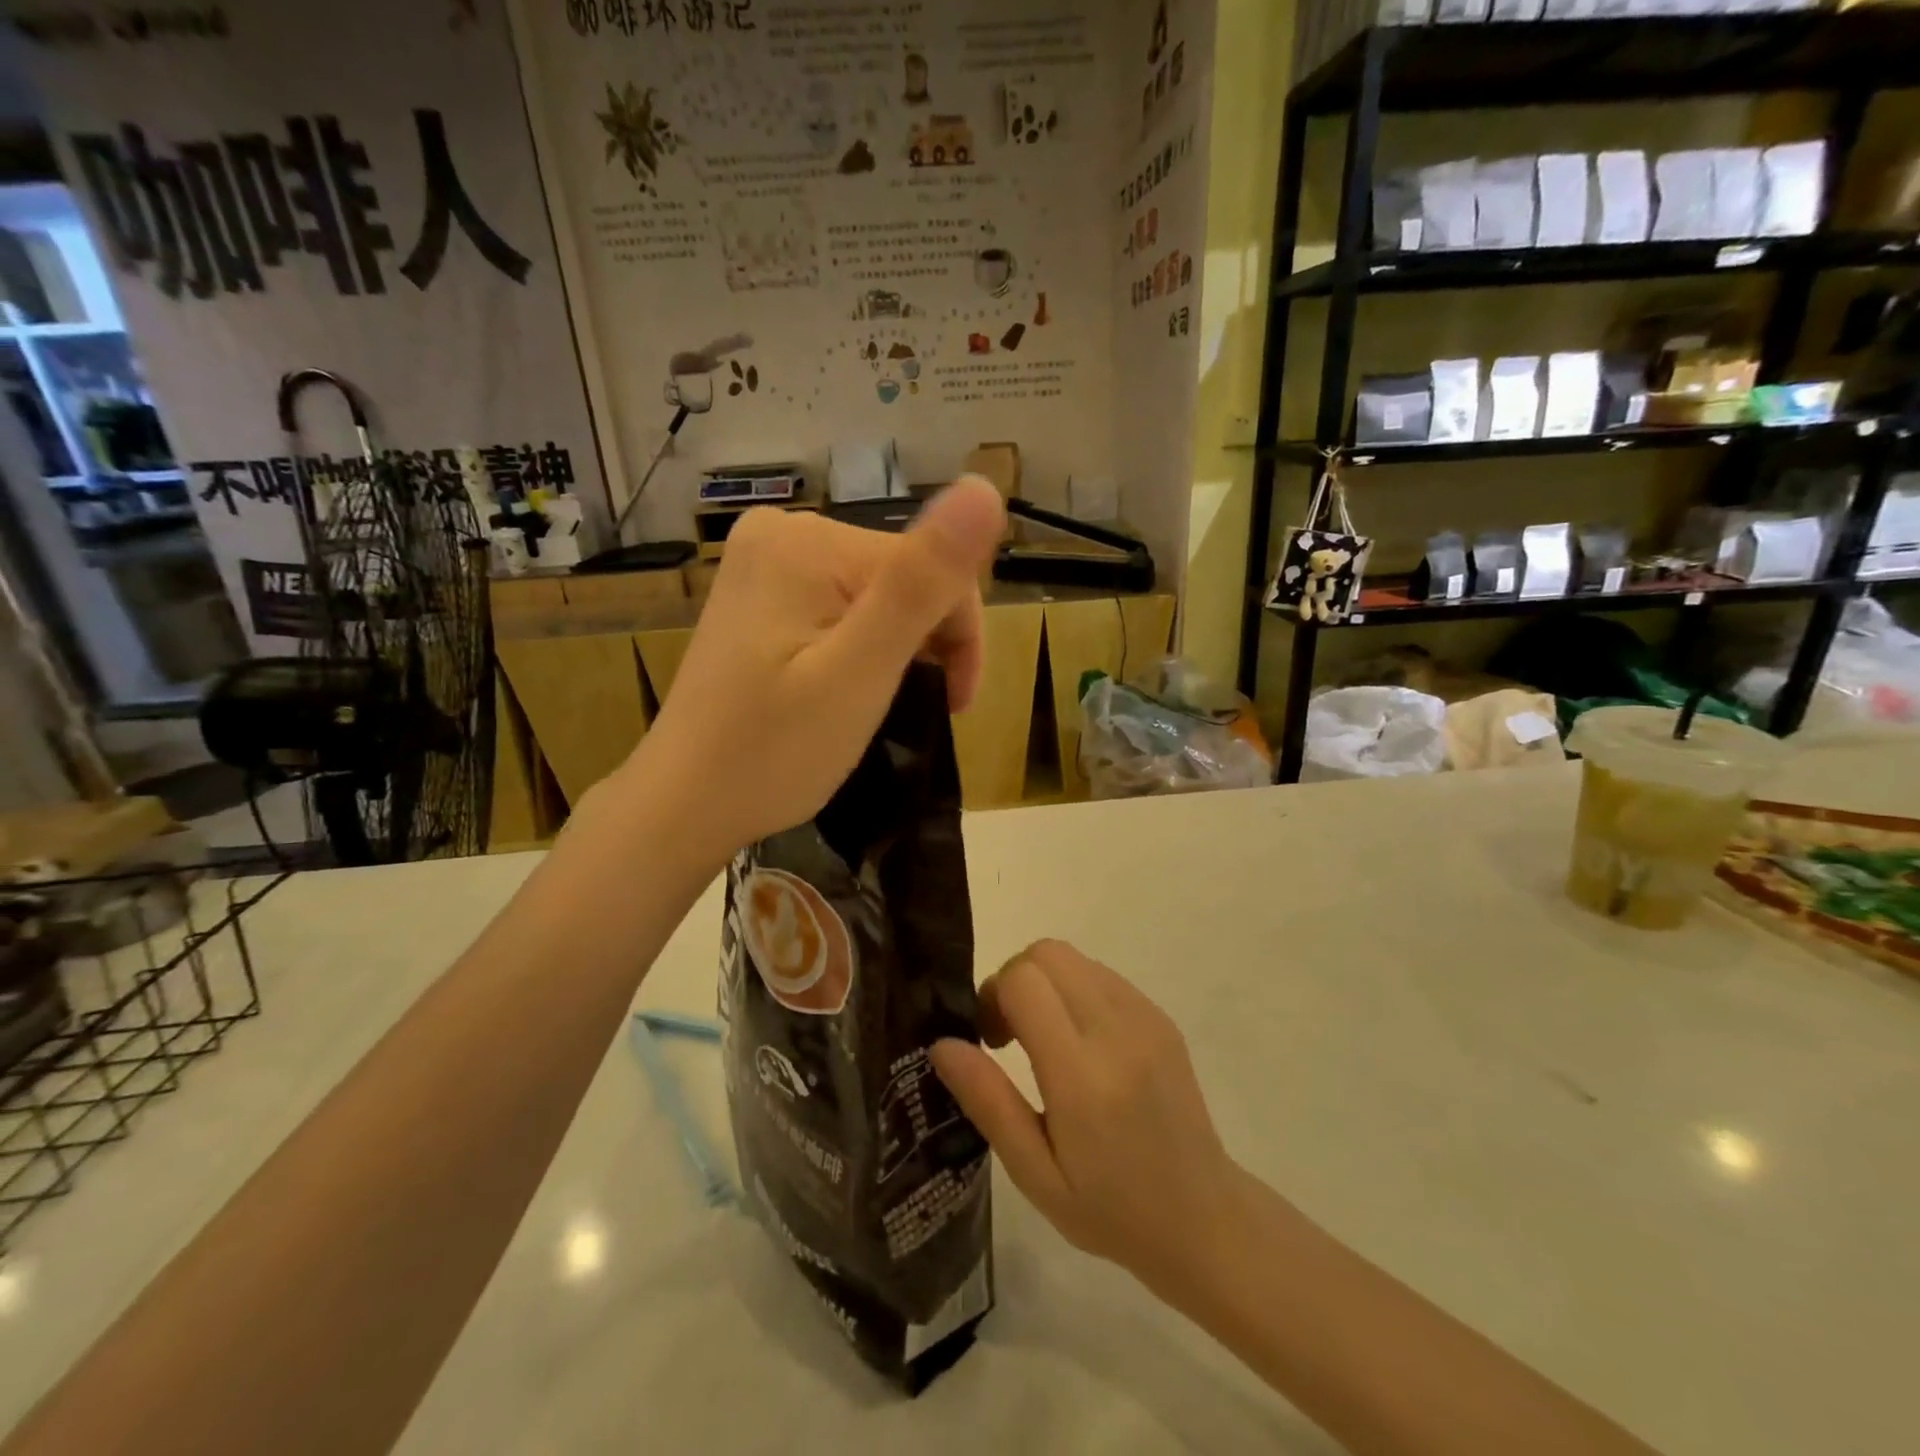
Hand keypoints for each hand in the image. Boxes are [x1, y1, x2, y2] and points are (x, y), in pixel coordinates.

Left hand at [633, 476, 1005, 860]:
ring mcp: (765, 561)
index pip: (930, 565)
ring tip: (881, 703)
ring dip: (899, 646)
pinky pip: (842, 604)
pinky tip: (850, 685)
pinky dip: (863, 645)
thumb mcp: (859, 673)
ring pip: (877, 592)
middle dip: (927, 640)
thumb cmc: (774, 752)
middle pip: (903, 574)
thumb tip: (984, 489)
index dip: (959, 636)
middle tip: (922, 708)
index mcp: (809, 542)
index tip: (954, 704)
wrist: (685, 803)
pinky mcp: (760, 593)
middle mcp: (782, 531)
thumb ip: (921, 585)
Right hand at [931, 940, 1243, 1295]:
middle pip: (1047, 953)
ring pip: (1074, 958)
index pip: (1024, 981)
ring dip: (1045, 983)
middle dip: (1014, 979)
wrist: (1205, 1219)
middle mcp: (1117, 1031)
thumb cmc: (1111, 1210)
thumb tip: (941, 1043)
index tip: (989, 1040)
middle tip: (1010, 1034)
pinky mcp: (1161, 1017)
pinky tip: (1081, 1043)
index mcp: (1083, 1075)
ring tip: (1045, 1040)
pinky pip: (1102, 975)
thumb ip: (988, 1102)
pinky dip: (1075, 991)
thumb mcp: (1036, 1174)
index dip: (993, 996)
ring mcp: (1146, 1018)